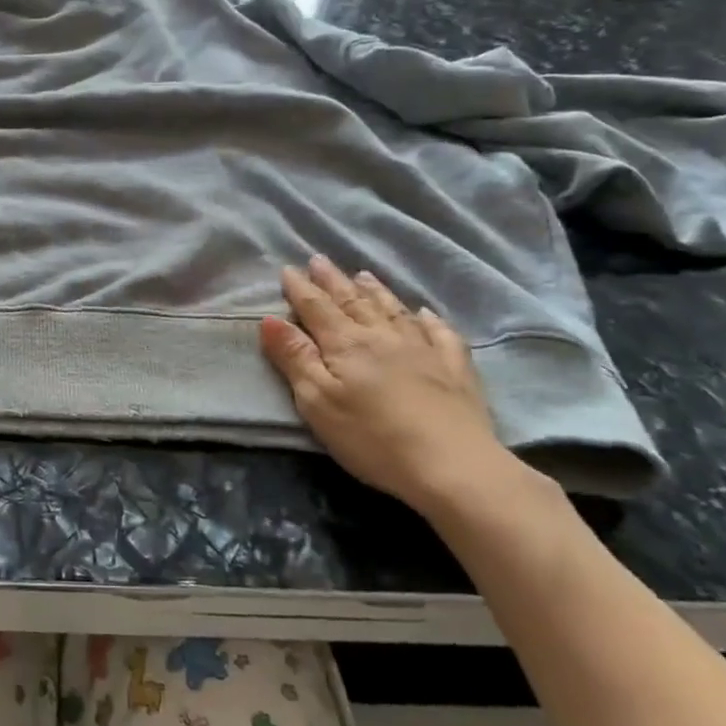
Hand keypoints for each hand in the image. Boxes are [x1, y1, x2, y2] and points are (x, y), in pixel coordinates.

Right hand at [259, 257, 529, 515]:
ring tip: (362, 274)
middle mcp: (383, 336)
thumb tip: (270, 319)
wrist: (453, 465)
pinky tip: (425, 313)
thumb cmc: (372, 437)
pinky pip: (441, 334)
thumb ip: (294, 358)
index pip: (316, 308)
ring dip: (375, 291)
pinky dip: (430, 320)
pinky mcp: (455, 370)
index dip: (300, 289)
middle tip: (319, 260)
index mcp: (346, 344)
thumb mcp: (318, 401)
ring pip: (393, 310)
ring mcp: (423, 350)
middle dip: (333, 281)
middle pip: (353, 301)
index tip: (287, 269)